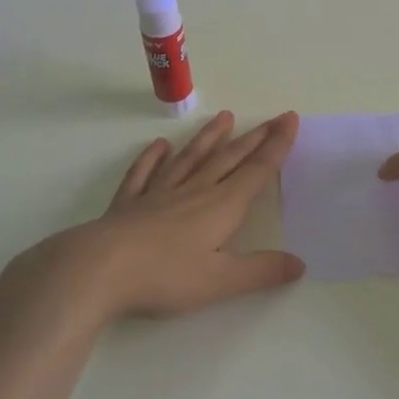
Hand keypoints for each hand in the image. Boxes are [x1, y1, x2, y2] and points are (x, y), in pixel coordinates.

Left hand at [13, 110, 305, 324]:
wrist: (99, 268)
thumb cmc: (165, 275)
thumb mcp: (220, 280)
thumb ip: (261, 271)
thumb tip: (299, 264)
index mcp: (221, 207)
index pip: (256, 171)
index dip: (276, 146)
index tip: (289, 118)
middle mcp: (194, 192)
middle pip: (228, 159)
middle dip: (254, 138)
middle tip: (272, 117)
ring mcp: (159, 194)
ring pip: (190, 159)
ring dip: (209, 138)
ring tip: (225, 117)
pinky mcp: (128, 204)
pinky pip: (144, 174)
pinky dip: (152, 159)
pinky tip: (159, 146)